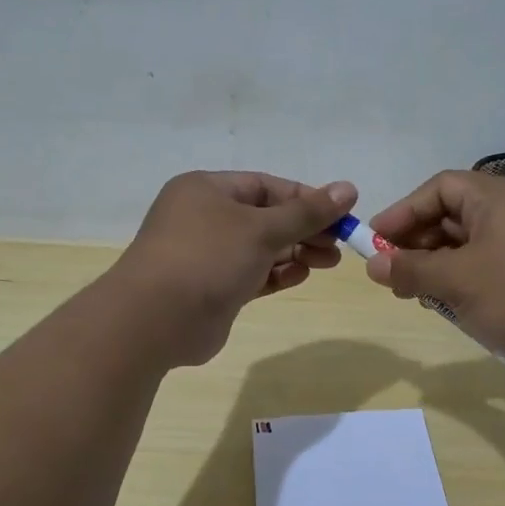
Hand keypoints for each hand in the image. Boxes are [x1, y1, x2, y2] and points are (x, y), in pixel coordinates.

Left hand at [111, 171, 357, 365]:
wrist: (156, 320)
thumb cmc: (208, 257)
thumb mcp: (262, 228)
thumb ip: (307, 212)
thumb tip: (348, 188)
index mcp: (207, 190)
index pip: (266, 186)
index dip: (305, 198)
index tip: (341, 213)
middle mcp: (204, 218)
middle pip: (265, 217)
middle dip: (304, 229)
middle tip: (338, 245)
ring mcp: (207, 255)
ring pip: (260, 248)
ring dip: (295, 252)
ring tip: (328, 262)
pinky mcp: (212, 289)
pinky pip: (252, 274)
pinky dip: (277, 273)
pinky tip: (301, 275)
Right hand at [363, 171, 504, 379]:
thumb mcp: (458, 281)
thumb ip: (411, 269)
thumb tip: (372, 265)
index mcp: (497, 197)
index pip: (439, 188)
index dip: (403, 212)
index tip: (374, 241)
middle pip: (452, 215)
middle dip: (417, 243)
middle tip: (392, 273)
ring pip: (468, 244)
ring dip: (437, 265)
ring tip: (415, 293)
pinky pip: (487, 266)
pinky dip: (462, 280)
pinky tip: (448, 305)